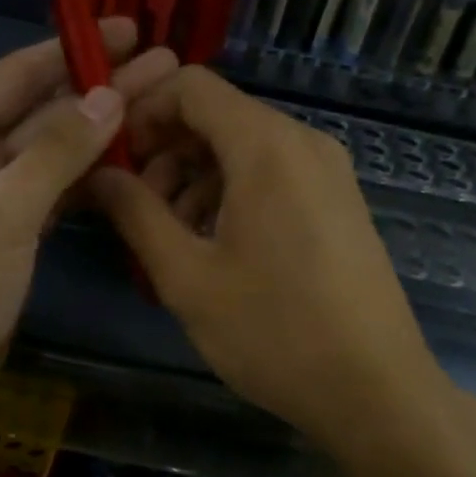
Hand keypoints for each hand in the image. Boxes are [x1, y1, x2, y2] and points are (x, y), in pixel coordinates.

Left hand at [0, 20, 177, 438]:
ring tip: (162, 111)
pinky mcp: (8, 242)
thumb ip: (57, 152)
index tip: (129, 30)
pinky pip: (53, 198)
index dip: (75, 50)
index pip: (20, 75)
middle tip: (169, 68)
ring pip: (53, 157)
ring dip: (101, 135)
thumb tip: (108, 95)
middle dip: (102, 90)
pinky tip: (129, 167)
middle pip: (44, 114)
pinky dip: (88, 182)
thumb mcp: (3, 212)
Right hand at [89, 66, 443, 452]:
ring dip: (194, 179)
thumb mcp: (187, 276)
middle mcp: (303, 142)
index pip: (190, 85)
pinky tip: (214, 248)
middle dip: (164, 152)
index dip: (141, 110)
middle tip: (135, 210)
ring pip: (243, 149)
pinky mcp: (338, 203)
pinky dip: (231, 194)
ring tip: (169, 239)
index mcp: (266, 146)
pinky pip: (272, 175)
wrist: (376, 392)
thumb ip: (136, 213)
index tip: (111, 158)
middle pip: (217, 116)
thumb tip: (99, 173)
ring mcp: (328, 172)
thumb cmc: (274, 332)